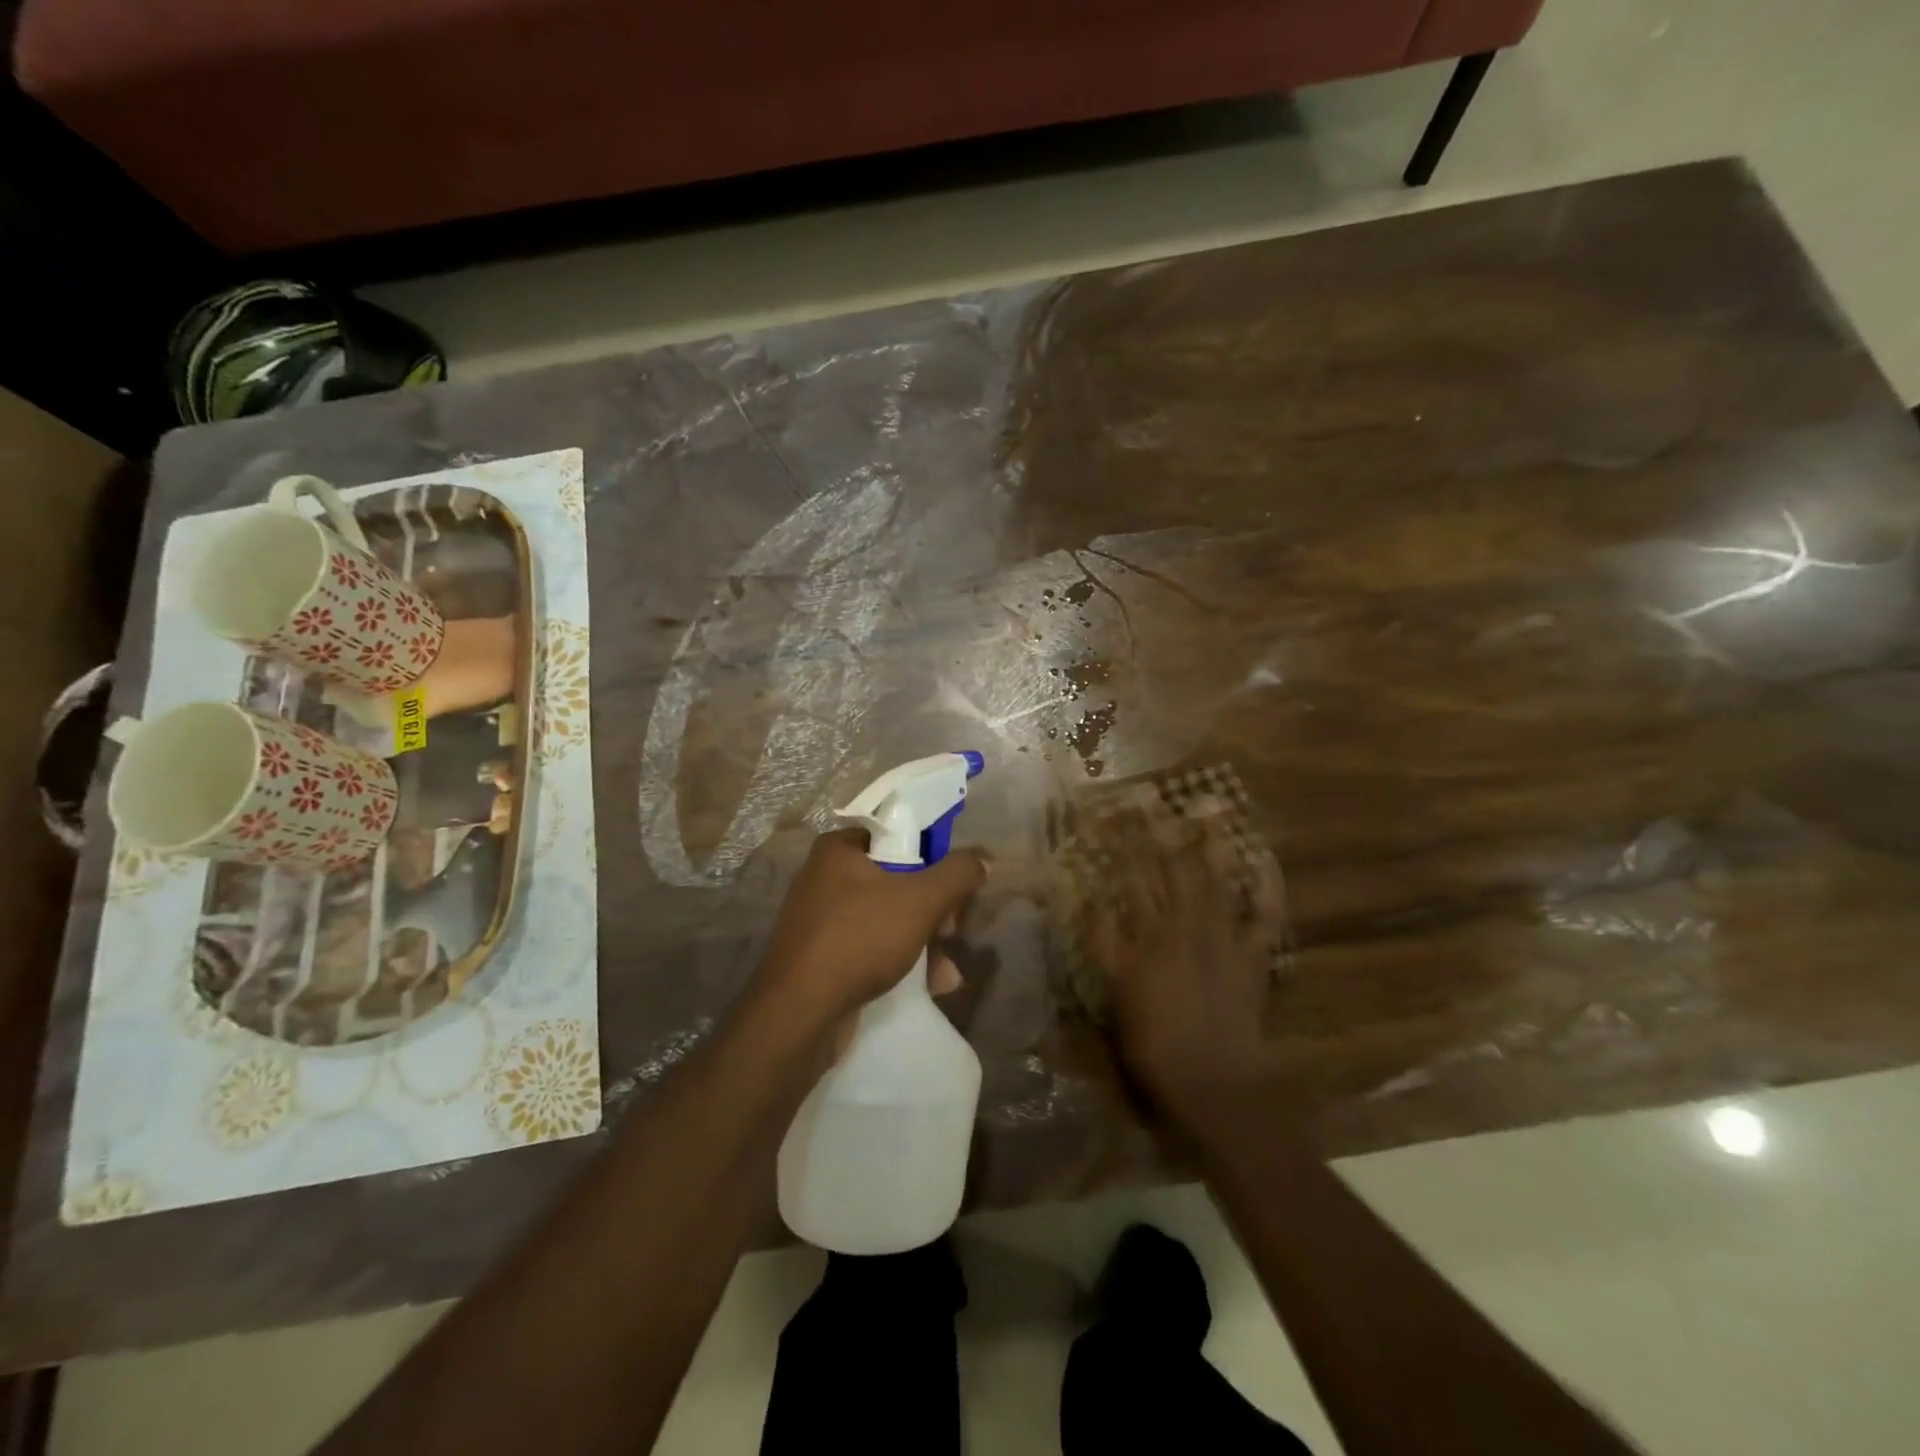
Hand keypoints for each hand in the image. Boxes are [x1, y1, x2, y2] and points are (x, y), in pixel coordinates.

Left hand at [754, 829, 984, 1027]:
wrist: (799, 1014)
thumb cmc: (859, 938)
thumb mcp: (920, 900)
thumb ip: (957, 874)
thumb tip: (982, 860)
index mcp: (839, 850)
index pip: (897, 837)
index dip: (932, 859)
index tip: (953, 888)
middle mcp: (825, 879)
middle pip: (898, 881)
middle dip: (934, 912)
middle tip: (951, 932)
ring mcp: (822, 921)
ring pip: (890, 920)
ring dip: (926, 945)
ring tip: (946, 973)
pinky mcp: (823, 959)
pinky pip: (872, 950)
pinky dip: (902, 964)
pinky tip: (931, 988)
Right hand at [1085, 812, 1285, 1127]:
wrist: (1215, 1081)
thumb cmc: (1154, 1043)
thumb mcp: (1115, 994)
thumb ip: (1104, 944)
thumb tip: (1089, 902)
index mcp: (1148, 935)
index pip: (1127, 879)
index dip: (1117, 845)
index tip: (1107, 815)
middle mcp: (1185, 925)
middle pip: (1168, 870)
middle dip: (1157, 832)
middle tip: (1151, 798)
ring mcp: (1224, 937)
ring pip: (1215, 879)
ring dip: (1210, 844)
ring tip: (1208, 810)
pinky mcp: (1253, 954)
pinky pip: (1264, 914)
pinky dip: (1267, 886)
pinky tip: (1264, 860)